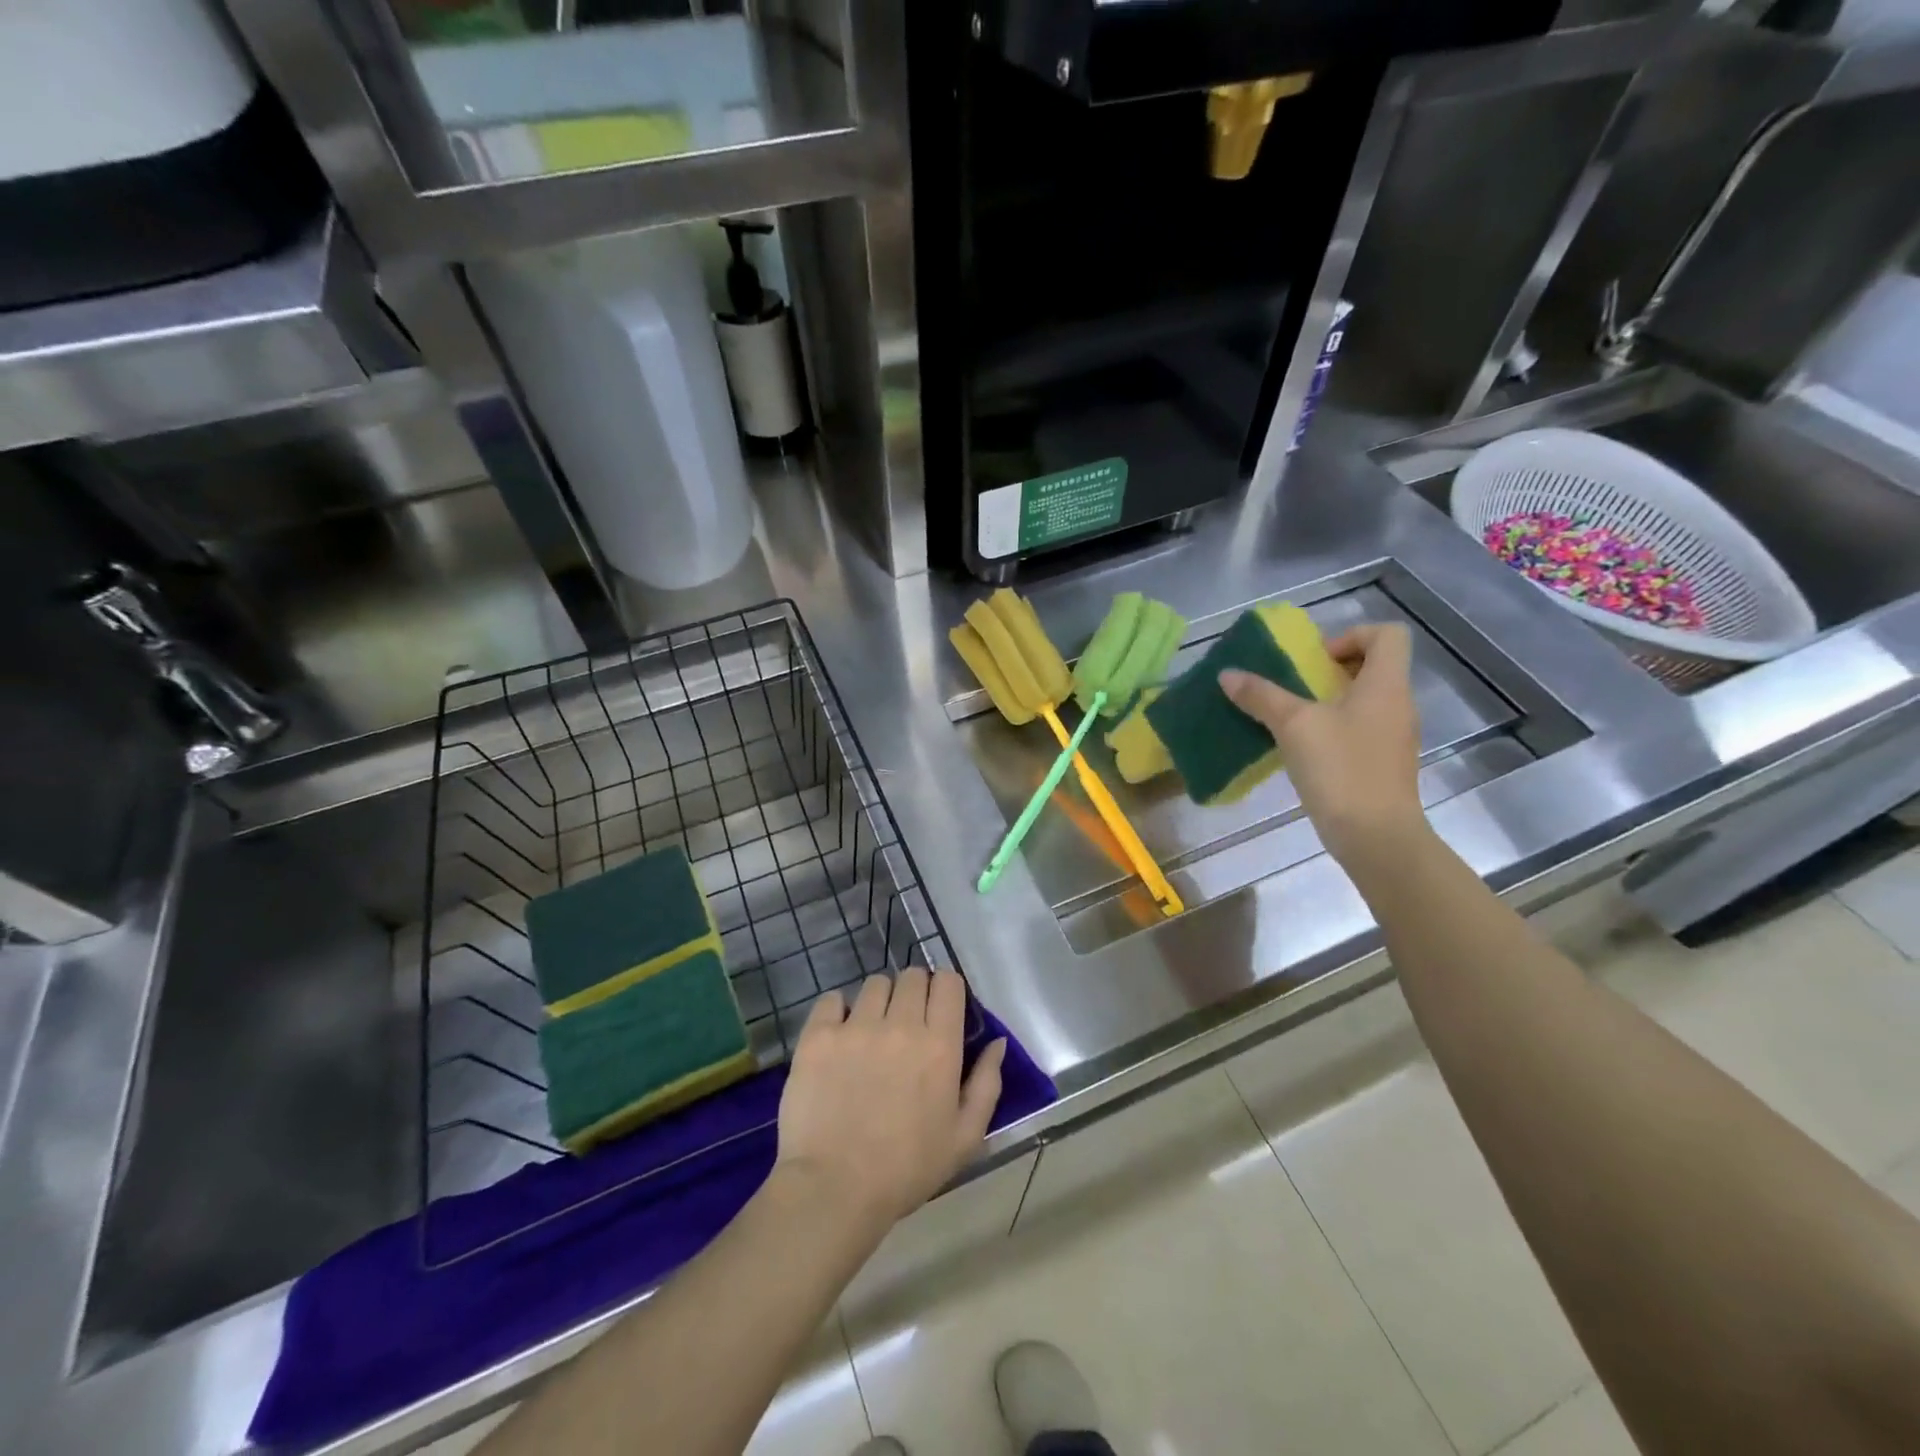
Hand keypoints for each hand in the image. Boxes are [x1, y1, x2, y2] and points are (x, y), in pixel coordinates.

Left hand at [775, 968, 1005, 1231]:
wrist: (835, 1189)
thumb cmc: (907, 1169)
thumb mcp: (965, 1137)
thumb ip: (987, 1084)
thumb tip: (997, 1042)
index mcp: (939, 1044)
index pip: (948, 982)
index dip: (945, 991)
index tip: (939, 1011)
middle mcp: (900, 1024)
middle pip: (912, 976)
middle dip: (914, 992)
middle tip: (905, 1024)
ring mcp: (856, 1026)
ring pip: (874, 984)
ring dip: (879, 1001)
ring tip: (871, 1031)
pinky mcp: (819, 1035)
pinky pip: (831, 999)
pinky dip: (838, 1010)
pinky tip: (839, 1036)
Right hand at [1219, 622, 1425, 868]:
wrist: (1375, 837)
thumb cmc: (1341, 769)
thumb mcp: (1293, 725)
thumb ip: (1261, 696)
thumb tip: (1228, 674)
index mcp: (1386, 685)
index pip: (1387, 634)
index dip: (1351, 635)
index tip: (1315, 661)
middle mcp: (1397, 705)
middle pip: (1373, 666)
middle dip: (1330, 670)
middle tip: (1295, 686)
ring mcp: (1393, 737)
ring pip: (1364, 701)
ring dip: (1328, 701)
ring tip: (1290, 718)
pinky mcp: (1383, 765)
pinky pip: (1359, 730)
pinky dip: (1332, 729)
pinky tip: (1302, 750)